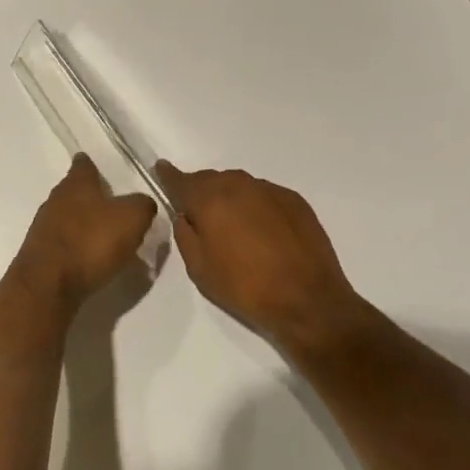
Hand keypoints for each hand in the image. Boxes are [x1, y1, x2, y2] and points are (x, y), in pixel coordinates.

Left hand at [12, 155, 157, 310]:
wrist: (48, 283)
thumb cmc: (91, 241)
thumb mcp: (131, 218)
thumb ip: (141, 205)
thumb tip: (143, 202)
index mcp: (76, 184)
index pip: (83, 165)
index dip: (91, 165)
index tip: (98, 168)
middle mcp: (56, 199)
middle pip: (73, 190)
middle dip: (89, 196)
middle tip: (112, 205)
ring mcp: (44, 226)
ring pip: (67, 216)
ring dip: (82, 222)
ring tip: (104, 234)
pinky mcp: (40, 253)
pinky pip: (63, 242)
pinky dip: (76, 246)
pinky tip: (89, 258)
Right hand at [155, 162, 378, 357]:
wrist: (308, 300)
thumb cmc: (245, 287)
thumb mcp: (199, 269)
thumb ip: (185, 235)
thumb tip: (186, 217)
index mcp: (210, 199)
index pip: (180, 179)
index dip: (168, 175)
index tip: (161, 169)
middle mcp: (238, 185)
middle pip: (211, 180)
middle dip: (201, 192)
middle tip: (200, 215)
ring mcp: (269, 190)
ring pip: (239, 185)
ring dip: (230, 198)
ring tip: (233, 225)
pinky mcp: (294, 200)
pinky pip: (264, 195)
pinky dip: (255, 205)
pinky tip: (262, 231)